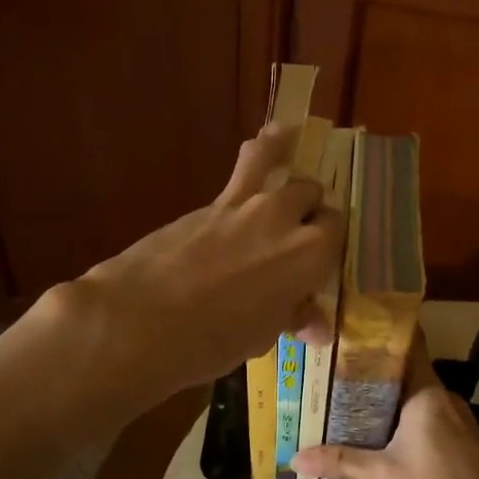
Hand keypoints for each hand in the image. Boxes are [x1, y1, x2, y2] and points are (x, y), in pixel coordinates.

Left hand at [64, 126, 344, 401]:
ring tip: (291, 137)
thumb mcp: (261, 336)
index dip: (328, 244)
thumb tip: (317, 326)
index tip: (316, 261)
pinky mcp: (211, 201)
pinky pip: (245, 165)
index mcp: (309, 256)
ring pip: (277, 163)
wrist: (143, 319)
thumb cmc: (212, 341)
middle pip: (311, 195)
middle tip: (297, 230)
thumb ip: (292, 318)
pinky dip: (260, 150)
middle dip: (310, 207)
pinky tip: (265, 141)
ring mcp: (245, 204)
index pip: (335, 232)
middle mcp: (284, 219)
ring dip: (285, 156)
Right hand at [291, 338, 478, 478]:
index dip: (381, 334)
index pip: (408, 346)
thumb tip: (295, 459)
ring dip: (388, 398)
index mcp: (426, 392)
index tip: (352, 329)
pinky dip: (404, 417)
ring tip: (350, 400)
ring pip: (416, 396)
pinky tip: (383, 432)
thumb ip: (341, 461)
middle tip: (335, 371)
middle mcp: (443, 396)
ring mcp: (457, 416)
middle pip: (406, 372)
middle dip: (373, 372)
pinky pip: (428, 415)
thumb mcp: (383, 475)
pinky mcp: (462, 437)